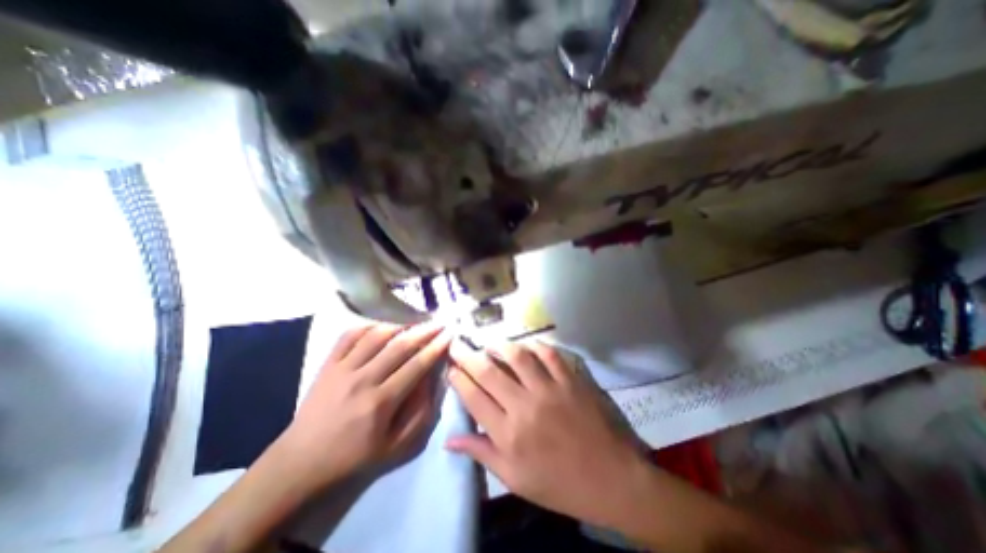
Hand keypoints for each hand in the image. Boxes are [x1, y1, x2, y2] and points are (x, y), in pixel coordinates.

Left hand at [280, 323, 451, 489]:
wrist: (301, 463)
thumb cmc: (354, 458)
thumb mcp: (397, 447)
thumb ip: (421, 413)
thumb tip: (432, 380)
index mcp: (382, 401)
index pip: (417, 365)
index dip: (436, 347)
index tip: (449, 334)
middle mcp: (364, 379)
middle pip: (400, 345)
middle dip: (424, 331)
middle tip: (439, 323)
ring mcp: (343, 369)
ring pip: (376, 335)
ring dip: (399, 325)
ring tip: (414, 321)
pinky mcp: (328, 365)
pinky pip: (349, 335)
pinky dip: (368, 326)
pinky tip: (381, 325)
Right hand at [446, 342, 649, 527]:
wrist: (611, 479)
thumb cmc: (559, 484)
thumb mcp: (515, 479)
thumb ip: (482, 454)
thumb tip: (450, 440)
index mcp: (509, 435)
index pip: (474, 398)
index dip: (459, 379)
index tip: (450, 368)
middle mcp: (525, 406)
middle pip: (489, 372)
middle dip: (468, 355)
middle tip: (457, 344)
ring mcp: (550, 390)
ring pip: (517, 357)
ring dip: (500, 345)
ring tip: (489, 342)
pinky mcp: (570, 381)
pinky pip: (549, 355)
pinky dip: (535, 346)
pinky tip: (526, 345)